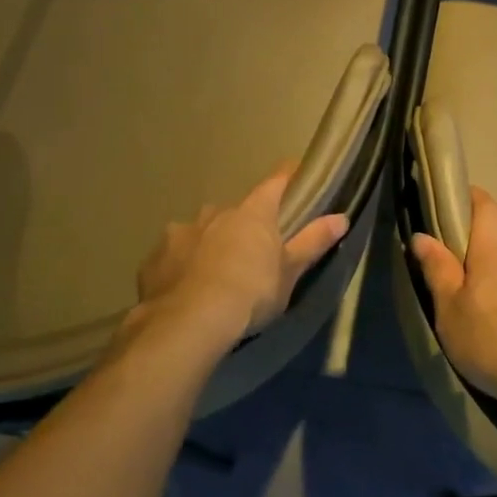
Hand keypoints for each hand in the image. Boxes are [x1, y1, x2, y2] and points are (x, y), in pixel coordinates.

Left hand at [135, 168, 349, 345]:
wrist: (188, 323)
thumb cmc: (250, 292)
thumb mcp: (290, 272)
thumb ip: (313, 241)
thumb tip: (342, 217)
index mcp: (253, 213)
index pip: (275, 183)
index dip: (287, 177)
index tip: (295, 174)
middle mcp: (215, 213)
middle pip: (235, 212)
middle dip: (242, 226)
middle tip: (251, 252)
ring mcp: (180, 233)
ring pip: (199, 232)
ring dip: (208, 244)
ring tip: (213, 274)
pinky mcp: (154, 260)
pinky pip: (173, 256)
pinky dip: (181, 266)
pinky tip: (184, 288)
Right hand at [410, 188, 496, 414]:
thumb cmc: (493, 341)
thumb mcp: (450, 310)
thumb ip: (438, 271)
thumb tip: (422, 235)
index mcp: (494, 255)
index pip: (487, 209)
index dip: (472, 198)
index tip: (456, 199)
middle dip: (477, 260)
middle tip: (456, 287)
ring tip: (481, 323)